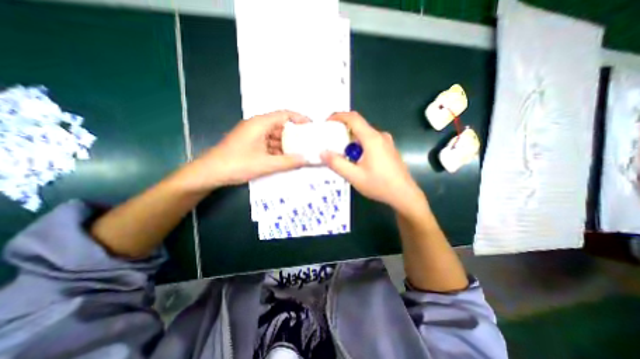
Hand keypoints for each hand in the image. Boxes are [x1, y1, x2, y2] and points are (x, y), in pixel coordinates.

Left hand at [177, 111, 306, 191]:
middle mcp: (258, 126)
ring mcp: (253, 135)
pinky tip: (286, 159)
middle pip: (281, 126)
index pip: (285, 114)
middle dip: (295, 135)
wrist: (210, 173)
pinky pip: (269, 144)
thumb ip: (288, 162)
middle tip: (309, 143)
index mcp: (261, 123)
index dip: (300, 119)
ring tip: (301, 153)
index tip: (312, 127)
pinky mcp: (251, 144)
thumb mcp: (266, 164)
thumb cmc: (237, 164)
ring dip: (287, 144)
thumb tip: (306, 159)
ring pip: (275, 136)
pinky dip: (278, 150)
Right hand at [320, 111, 422, 213]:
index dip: (338, 116)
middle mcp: (380, 136)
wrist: (404, 195)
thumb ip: (337, 163)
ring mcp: (387, 142)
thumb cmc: (380, 185)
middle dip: (343, 132)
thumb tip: (322, 152)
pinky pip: (371, 142)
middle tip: (331, 143)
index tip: (327, 122)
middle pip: (358, 127)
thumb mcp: (354, 176)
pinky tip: (357, 161)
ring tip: (343, 155)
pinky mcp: (389, 149)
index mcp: (372, 138)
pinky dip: (360, 146)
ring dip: (352, 142)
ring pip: (364, 136)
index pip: (353, 118)